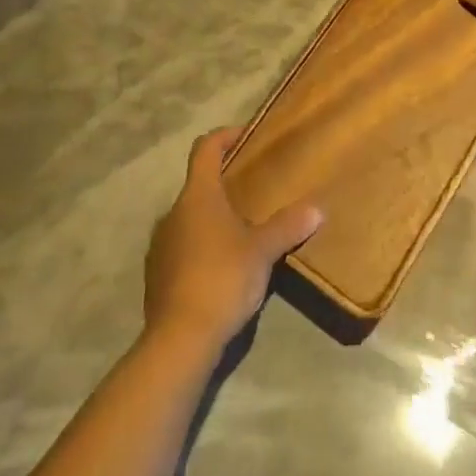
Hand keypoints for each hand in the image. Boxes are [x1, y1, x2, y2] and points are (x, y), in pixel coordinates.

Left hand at [144, 128, 323, 350]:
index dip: (225, 136)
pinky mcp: (158, 274)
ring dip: (214, 217)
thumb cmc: (222, 279)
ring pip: (191, 216)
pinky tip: (224, 265)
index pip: (205, 148)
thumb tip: (317, 209)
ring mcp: (161, 244)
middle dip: (226, 182)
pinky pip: (183, 245)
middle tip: (256, 189)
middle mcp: (174, 212)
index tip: (247, 136)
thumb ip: (288, 227)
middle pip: (199, 183)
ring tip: (244, 230)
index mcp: (198, 196)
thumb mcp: (262, 251)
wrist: (180, 339)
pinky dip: (202, 245)